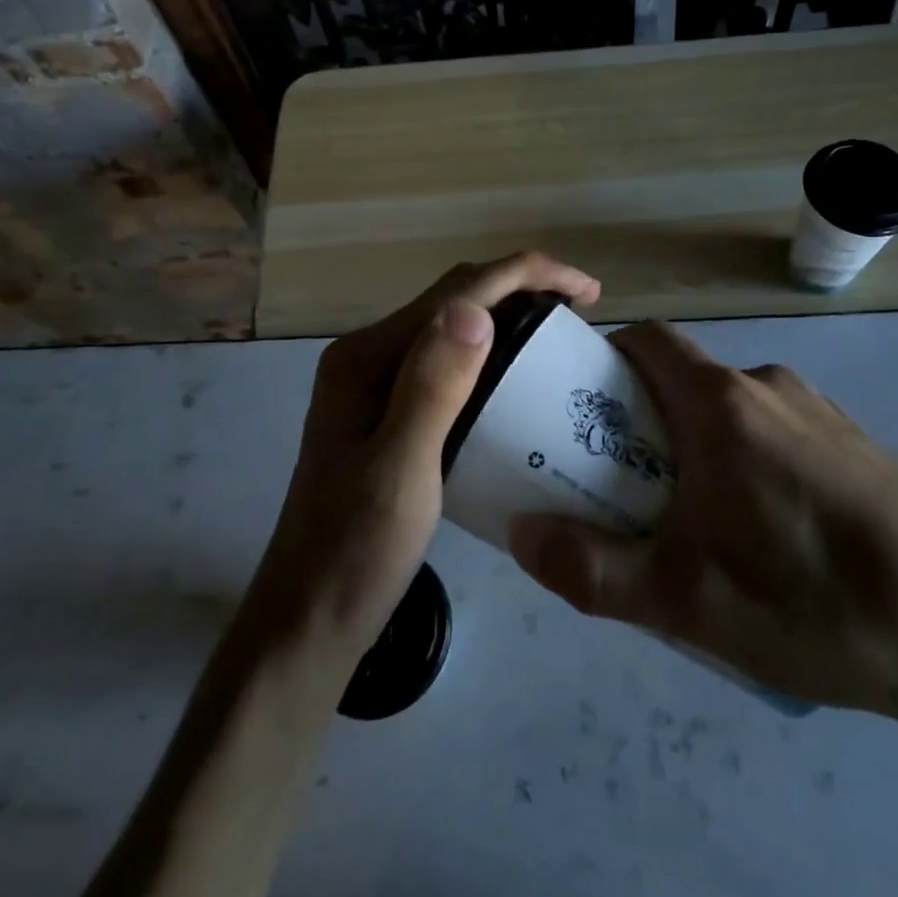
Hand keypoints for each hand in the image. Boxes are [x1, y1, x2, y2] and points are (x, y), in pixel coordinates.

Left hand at [247, 252, 600, 669]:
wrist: (309, 622)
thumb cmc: (355, 553)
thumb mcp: (400, 471)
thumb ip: (433, 388)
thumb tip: (474, 308)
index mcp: (367, 358)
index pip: (457, 292)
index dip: (525, 274)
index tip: (588, 289)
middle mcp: (369, 357)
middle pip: (454, 298)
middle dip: (520, 286)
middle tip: (581, 309)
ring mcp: (375, 385)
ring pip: (452, 327)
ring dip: (507, 314)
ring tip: (559, 332)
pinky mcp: (388, 413)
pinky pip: (448, 362)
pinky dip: (491, 352)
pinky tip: (517, 376)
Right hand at [508, 320, 897, 740]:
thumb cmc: (813, 601)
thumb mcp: (683, 601)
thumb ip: (589, 569)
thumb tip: (520, 534)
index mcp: (720, 403)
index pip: (645, 340)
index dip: (604, 361)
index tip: (581, 411)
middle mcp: (770, 388)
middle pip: (684, 381)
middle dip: (644, 422)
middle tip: (628, 488)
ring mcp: (824, 414)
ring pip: (734, 412)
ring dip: (700, 448)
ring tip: (699, 527)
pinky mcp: (862, 447)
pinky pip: (781, 436)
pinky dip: (752, 464)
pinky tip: (774, 542)